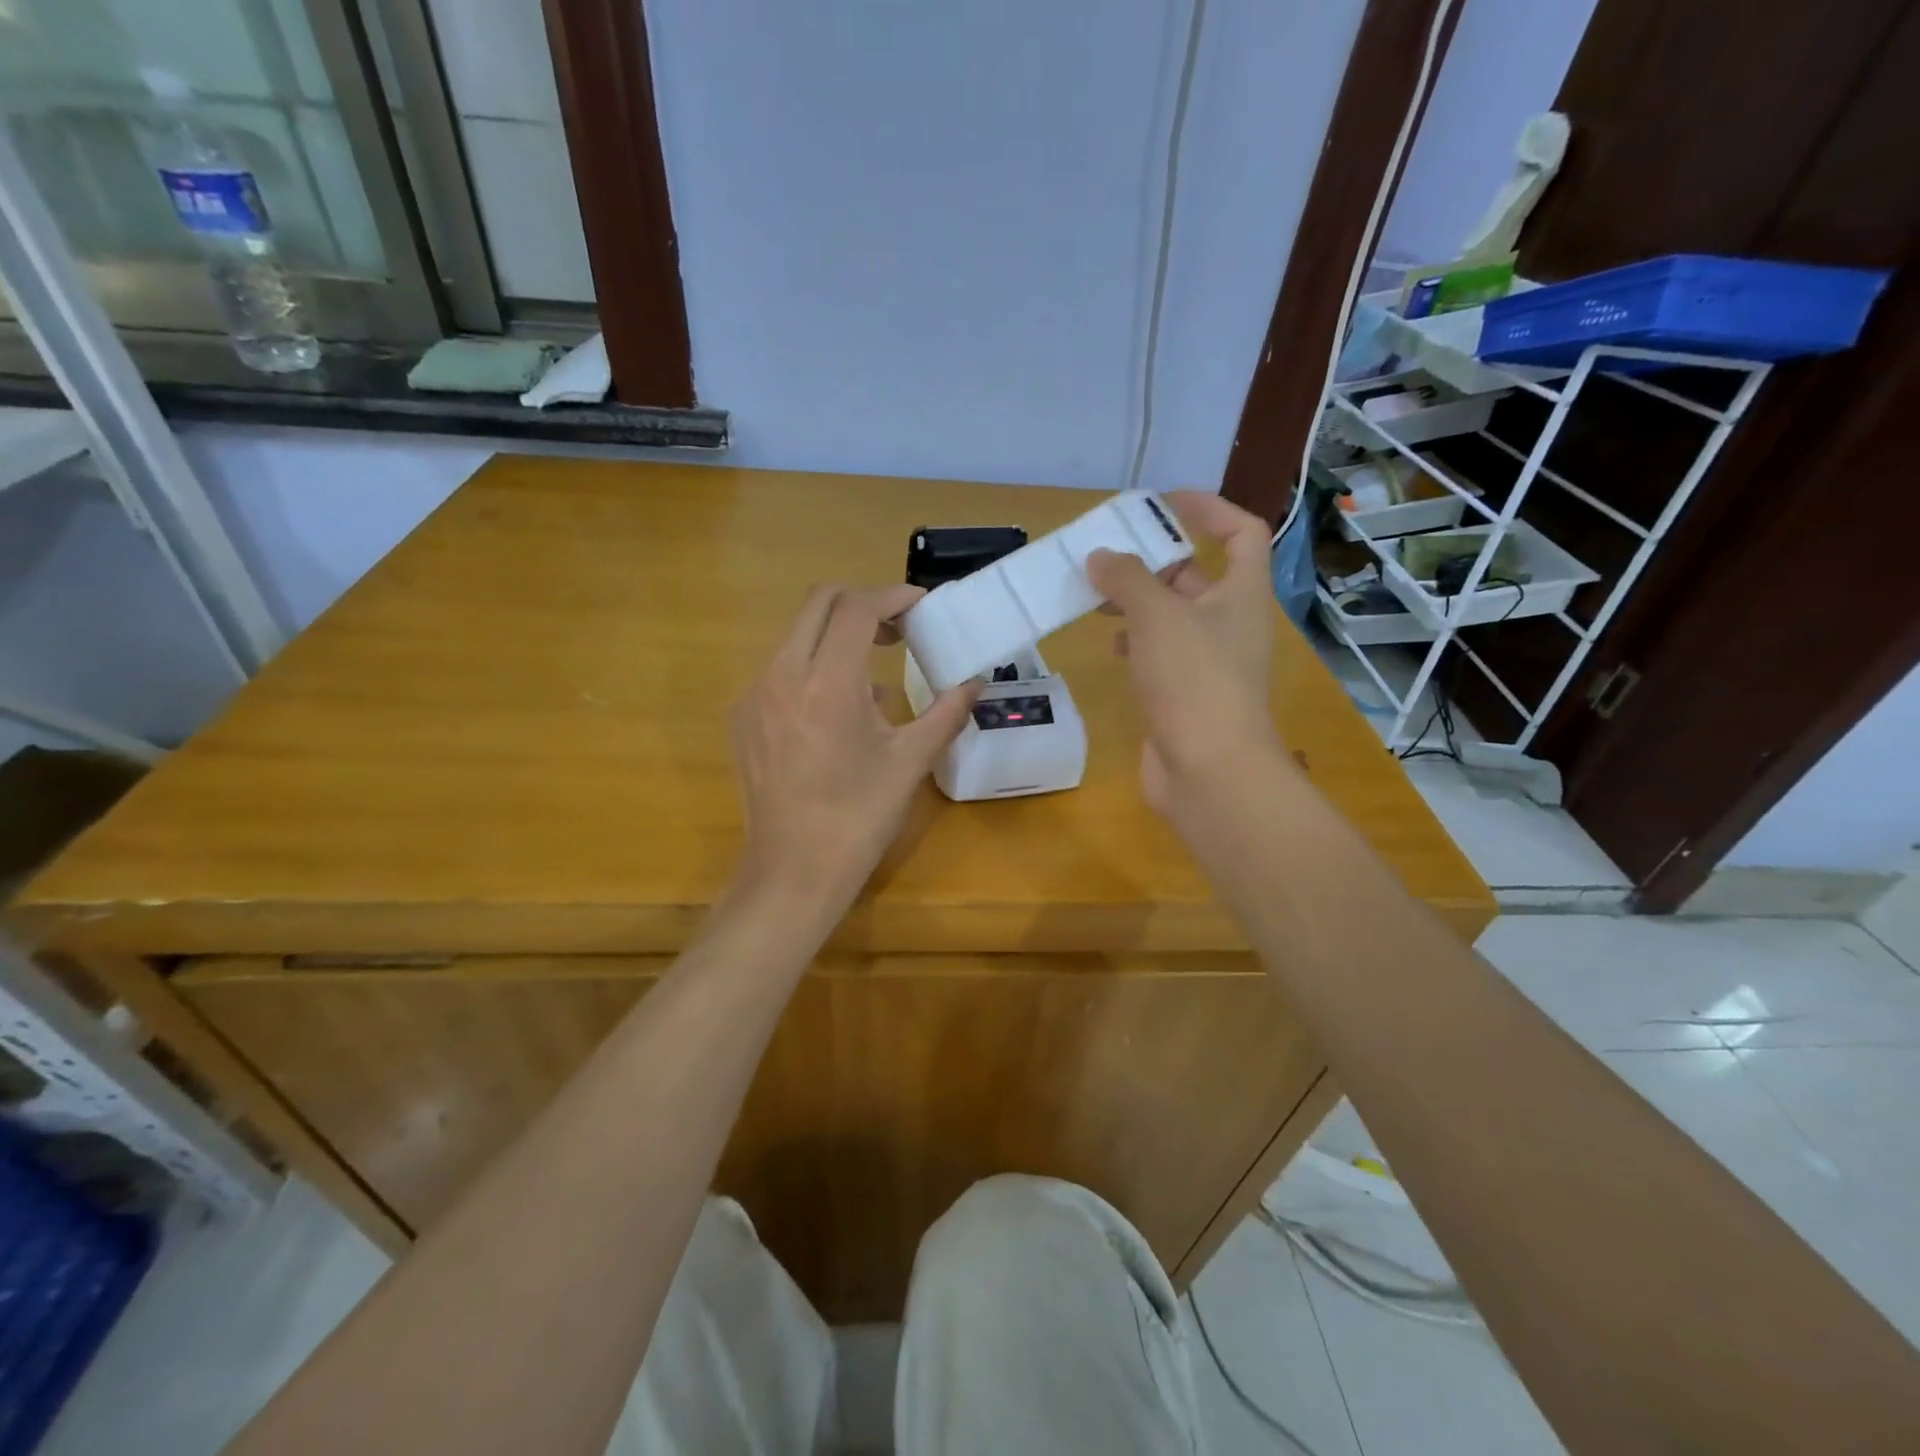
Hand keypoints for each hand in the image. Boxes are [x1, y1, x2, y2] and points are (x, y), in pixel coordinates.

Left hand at [730, 584, 977, 914]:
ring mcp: (754, 695)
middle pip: (819, 603)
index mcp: (827, 684)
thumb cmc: (859, 818)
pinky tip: (837, 711)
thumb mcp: (911, 762)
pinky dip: (813, 667)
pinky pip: (780, 670)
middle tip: (898, 630)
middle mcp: (782, 676)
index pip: (857, 608)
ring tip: (873, 675)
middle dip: (862, 604)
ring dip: (837, 636)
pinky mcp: (742, 717)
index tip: (921, 606)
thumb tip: (976, 682)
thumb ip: (946, 712)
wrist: (794, 871)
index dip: (893, 596)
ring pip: (796, 635)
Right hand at [1087, 491, 1283, 820]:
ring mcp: (1210, 663)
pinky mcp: (1187, 695)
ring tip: (1096, 598)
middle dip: (1154, 562)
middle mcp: (1231, 624)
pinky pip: (1162, 654)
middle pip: (1196, 576)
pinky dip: (1137, 643)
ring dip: (1139, 603)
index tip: (1163, 502)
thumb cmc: (1194, 680)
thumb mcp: (1157, 616)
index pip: (1242, 533)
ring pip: (1174, 617)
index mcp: (1242, 594)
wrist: (1210, 771)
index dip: (1209, 508)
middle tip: (1108, 555)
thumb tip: (1101, 557)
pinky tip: (1111, 645)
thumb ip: (1126, 579)